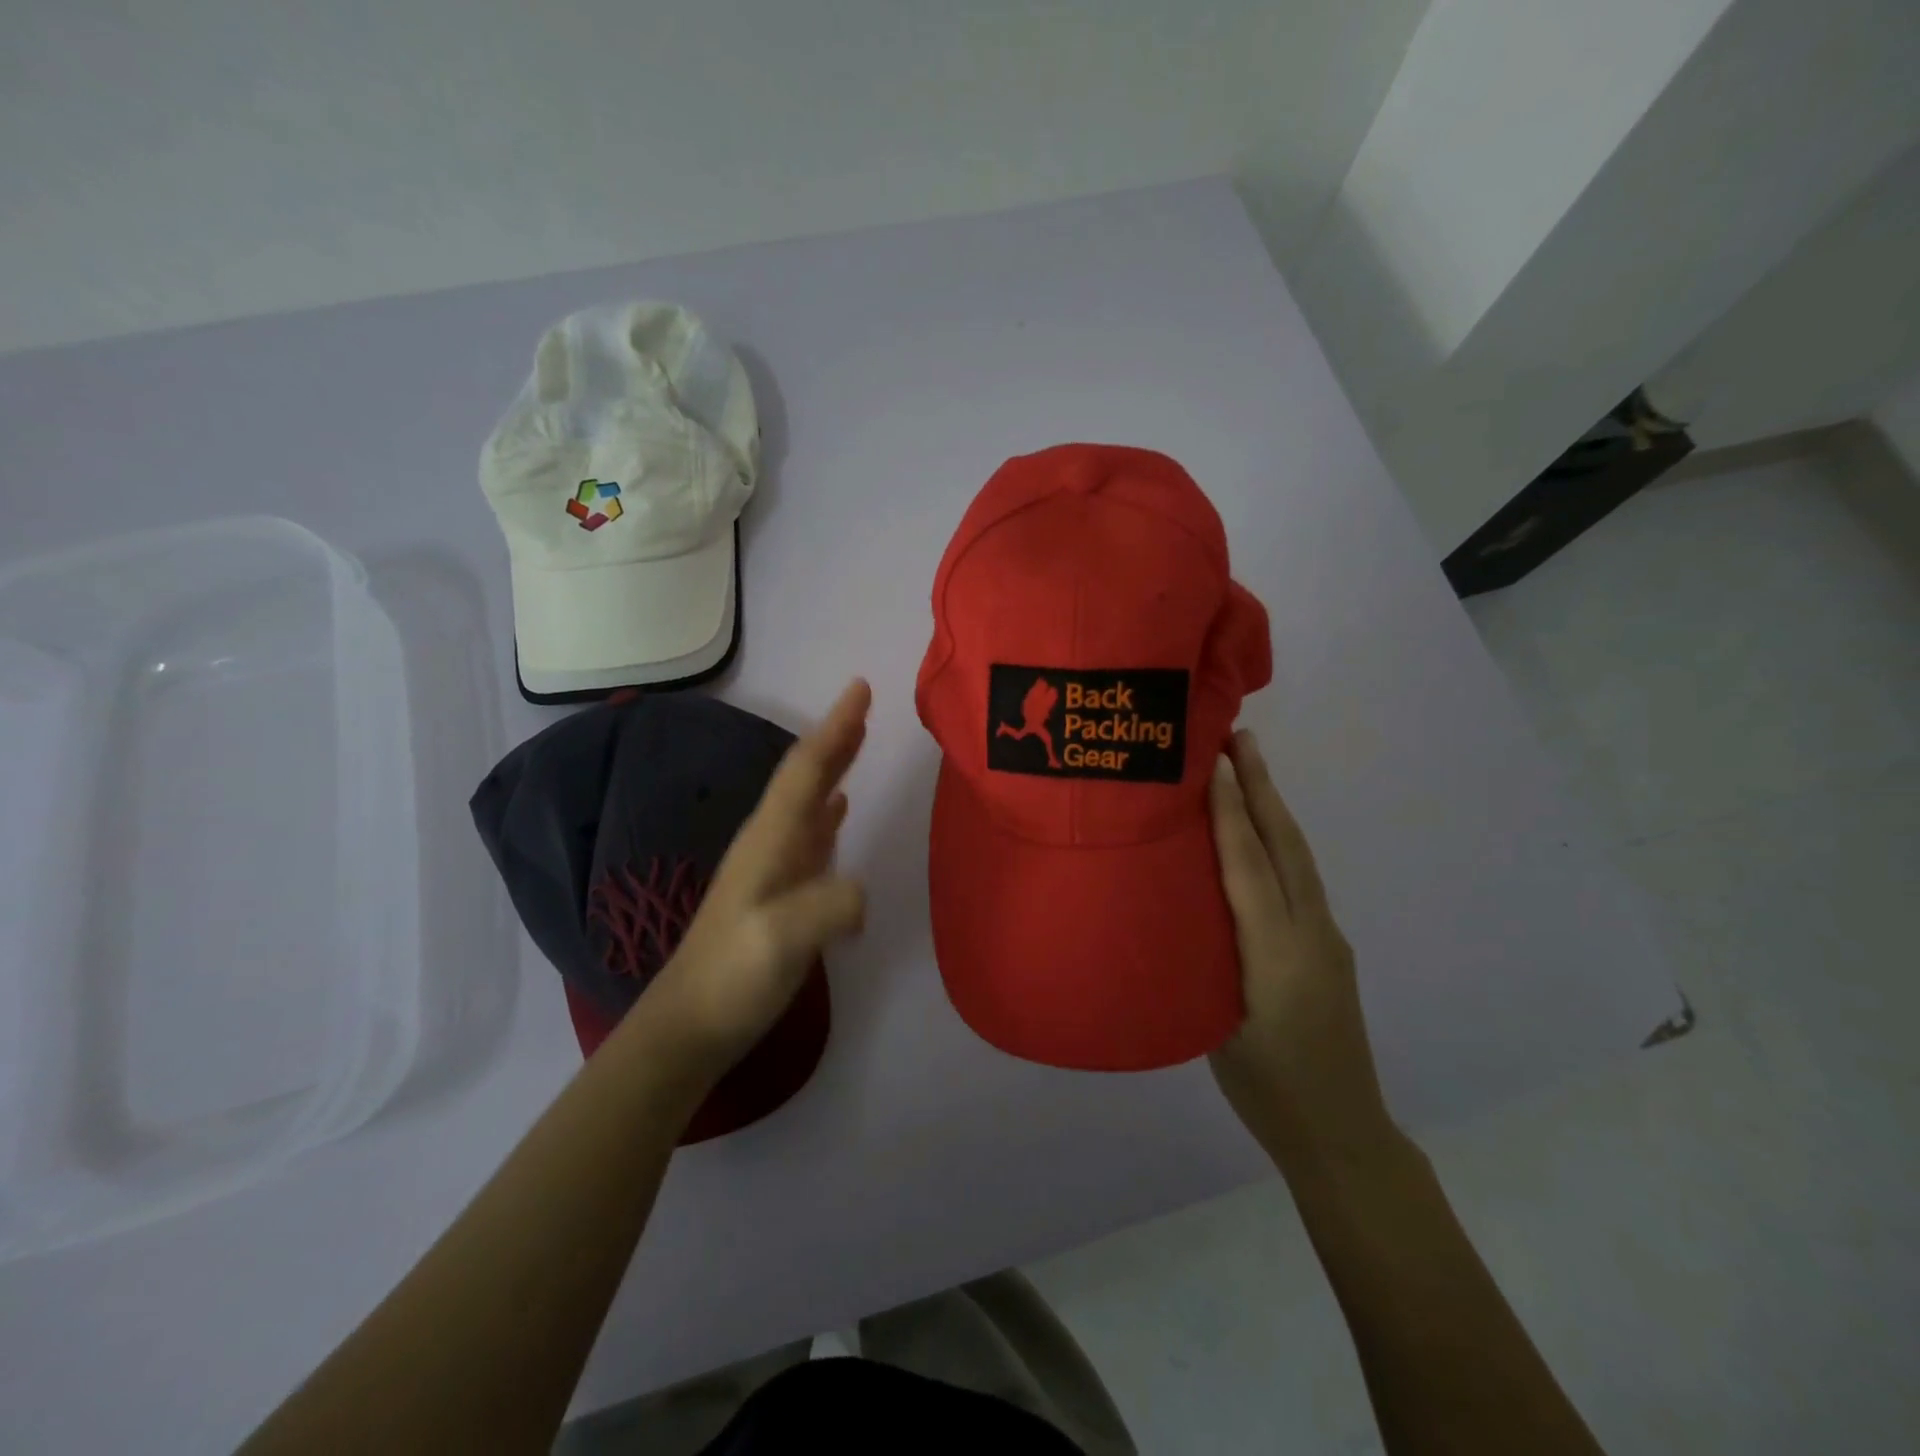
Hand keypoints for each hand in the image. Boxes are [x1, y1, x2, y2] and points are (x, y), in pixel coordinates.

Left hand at [642, 679, 870, 1076]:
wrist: (690, 1024)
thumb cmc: (733, 976)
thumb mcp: (783, 940)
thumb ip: (829, 906)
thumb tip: (861, 891)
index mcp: (769, 840)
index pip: (806, 770)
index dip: (835, 728)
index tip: (859, 688)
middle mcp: (768, 842)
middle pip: (805, 777)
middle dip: (835, 738)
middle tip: (864, 704)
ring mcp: (772, 867)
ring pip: (808, 801)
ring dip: (833, 768)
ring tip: (856, 742)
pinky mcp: (778, 891)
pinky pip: (810, 834)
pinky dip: (828, 812)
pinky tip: (838, 810)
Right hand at [1208, 730, 1397, 1173]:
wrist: (1343, 1133)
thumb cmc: (1266, 1088)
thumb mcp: (1215, 1026)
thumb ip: (1202, 958)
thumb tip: (1175, 903)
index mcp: (1275, 954)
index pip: (1248, 866)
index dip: (1230, 812)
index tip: (1212, 762)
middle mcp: (1310, 933)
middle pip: (1285, 846)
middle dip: (1262, 787)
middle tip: (1240, 737)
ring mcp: (1327, 938)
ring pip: (1297, 859)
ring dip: (1273, 808)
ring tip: (1247, 769)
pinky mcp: (1329, 948)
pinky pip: (1300, 880)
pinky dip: (1278, 843)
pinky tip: (1259, 838)